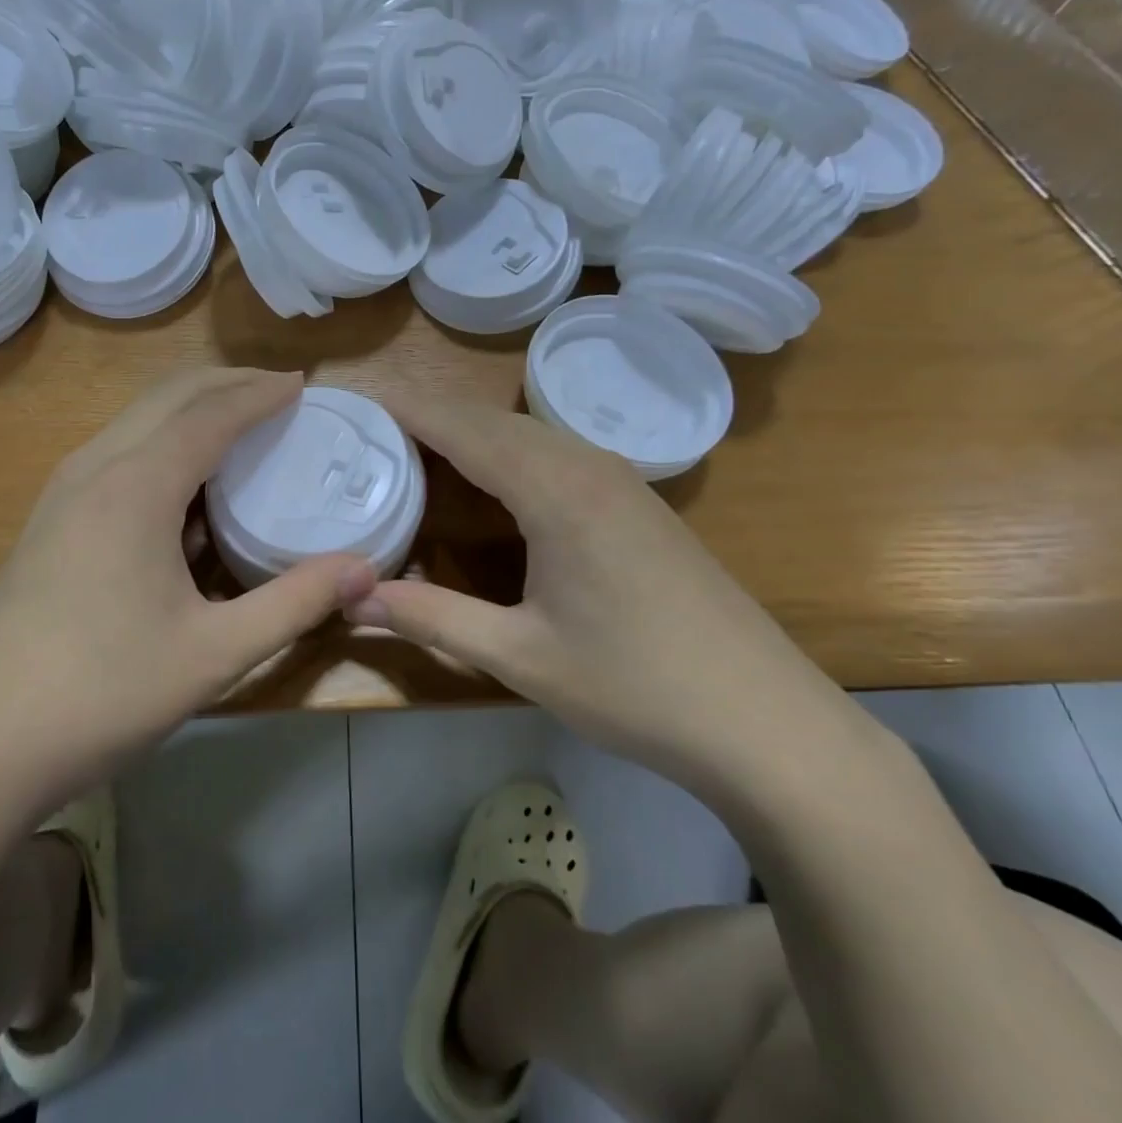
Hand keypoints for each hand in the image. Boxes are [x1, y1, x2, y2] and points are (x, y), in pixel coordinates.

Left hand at [0, 367, 377, 793]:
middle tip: (279, 392)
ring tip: (241, 424)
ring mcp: (63, 491)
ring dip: (192, 409)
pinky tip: (186, 484)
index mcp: (135, 485)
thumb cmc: (99, 694)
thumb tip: (366, 570)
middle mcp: (94, 468)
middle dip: (227, 384)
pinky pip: (117, 451)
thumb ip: (294, 603)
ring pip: (137, 419)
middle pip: (169, 397)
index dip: (259, 393)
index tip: (302, 383)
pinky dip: (163, 440)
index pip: (210, 414)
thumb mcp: (213, 654)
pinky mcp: (49, 519)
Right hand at [349, 398, 844, 776]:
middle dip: (436, 415)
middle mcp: (588, 467)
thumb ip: (433, 618)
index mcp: (555, 492)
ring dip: (475, 432)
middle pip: (497, 421)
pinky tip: (498, 480)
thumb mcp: (521, 656)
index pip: (466, 430)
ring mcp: (622, 482)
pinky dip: (512, 451)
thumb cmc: (636, 687)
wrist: (767, 722)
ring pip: (531, 434)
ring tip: (424, 447)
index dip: (412, 411)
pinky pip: (559, 454)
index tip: (364, 400)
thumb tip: (354, 599)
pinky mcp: (640, 504)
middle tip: (378, 427)